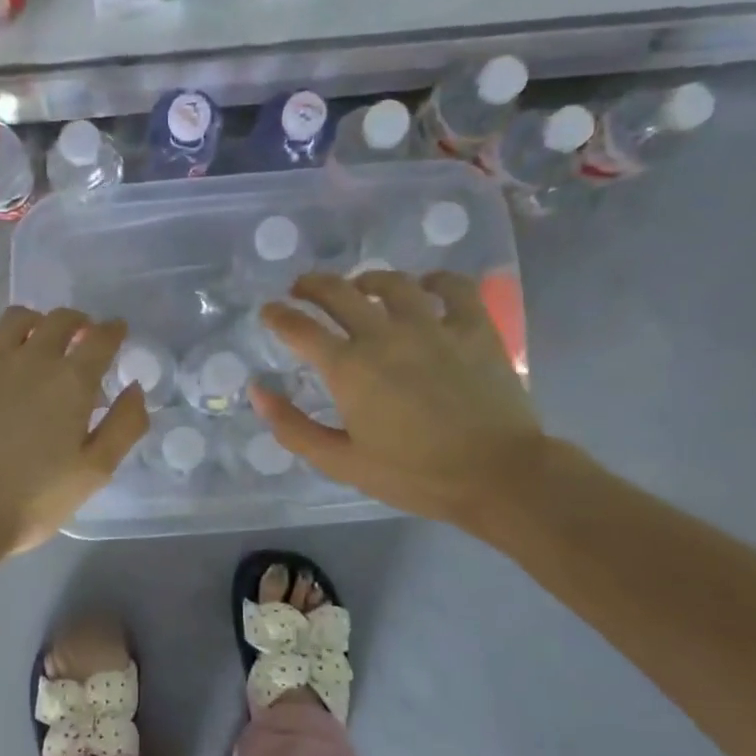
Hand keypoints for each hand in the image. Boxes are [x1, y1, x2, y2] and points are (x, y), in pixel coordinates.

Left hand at [0, 306, 148, 555]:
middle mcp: (31, 358)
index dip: (113, 330)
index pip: (101, 338)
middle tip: (81, 336)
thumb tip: (135, 388)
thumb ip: (124, 426)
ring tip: (37, 340)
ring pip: (16, 319)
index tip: (117, 331)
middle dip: (78, 321)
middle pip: (60, 319)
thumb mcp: (94, 472)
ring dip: (35, 322)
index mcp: (71, 381)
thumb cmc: (31, 498)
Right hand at [250, 271, 546, 530]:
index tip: (269, 312)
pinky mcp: (473, 326)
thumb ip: (294, 427)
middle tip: (302, 290)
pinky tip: (426, 287)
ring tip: (359, 287)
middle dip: (312, 286)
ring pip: (391, 282)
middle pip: (338, 292)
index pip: (300, 328)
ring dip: (366, 279)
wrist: (497, 475)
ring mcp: (432, 325)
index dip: (278, 316)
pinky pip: (452, 286)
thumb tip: (258, 392)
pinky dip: (434, 280)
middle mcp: (384, 335)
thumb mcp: (342, 463)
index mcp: (349, 368)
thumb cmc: (415, 474)